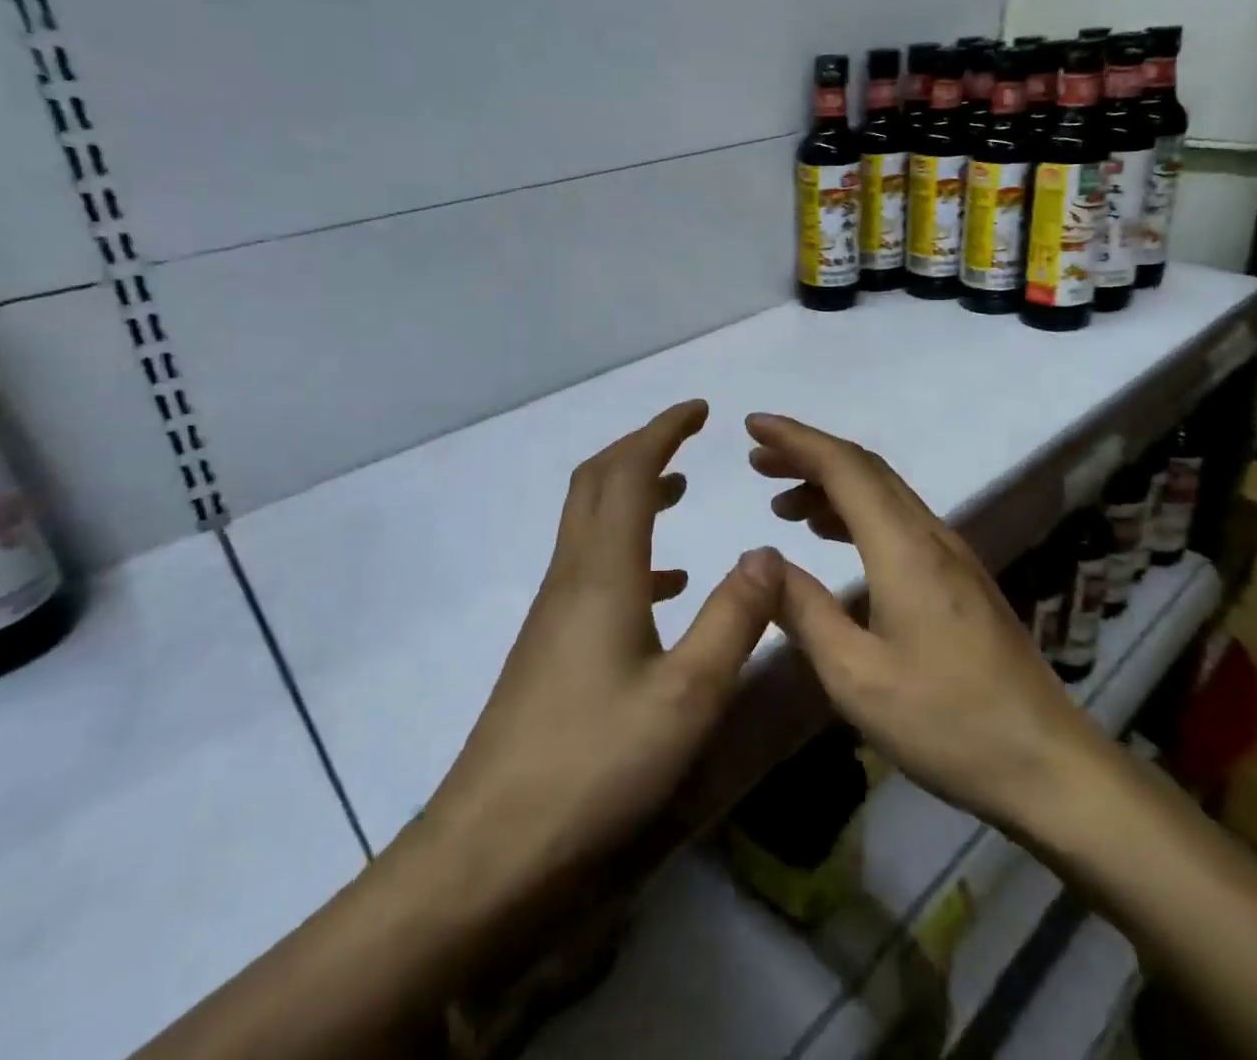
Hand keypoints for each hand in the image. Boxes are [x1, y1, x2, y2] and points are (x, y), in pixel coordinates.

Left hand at [419, 400, 780, 903]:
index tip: (700, 409)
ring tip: (680, 491)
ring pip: (592, 523)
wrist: (490, 848)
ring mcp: (555, 611)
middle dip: (641, 447)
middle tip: (688, 437)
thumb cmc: (594, 766)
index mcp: (602, 573)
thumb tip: (766, 552)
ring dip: (633, 493)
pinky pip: (592, 570)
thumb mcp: (686, 696)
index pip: (629, 472)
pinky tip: (664, 586)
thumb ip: (734, 618)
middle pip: (598, 482)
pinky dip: (630, 551)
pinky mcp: (551, 645)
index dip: (663, 430)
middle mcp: (572, 576)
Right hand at [747, 412, 1116, 839]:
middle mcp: (930, 535)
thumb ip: (804, 610)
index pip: (844, 467)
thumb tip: (761, 560)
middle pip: (865, 470)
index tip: (753, 425)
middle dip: (807, 455)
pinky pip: (897, 521)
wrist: (1047, 766)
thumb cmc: (946, 722)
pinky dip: (854, 513)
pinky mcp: (959, 578)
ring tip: (782, 503)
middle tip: (757, 461)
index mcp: (905, 548)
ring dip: (830, 485)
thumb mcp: (855, 676)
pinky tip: (831, 537)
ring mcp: (951, 555)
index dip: (796, 439)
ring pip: (883, 494)